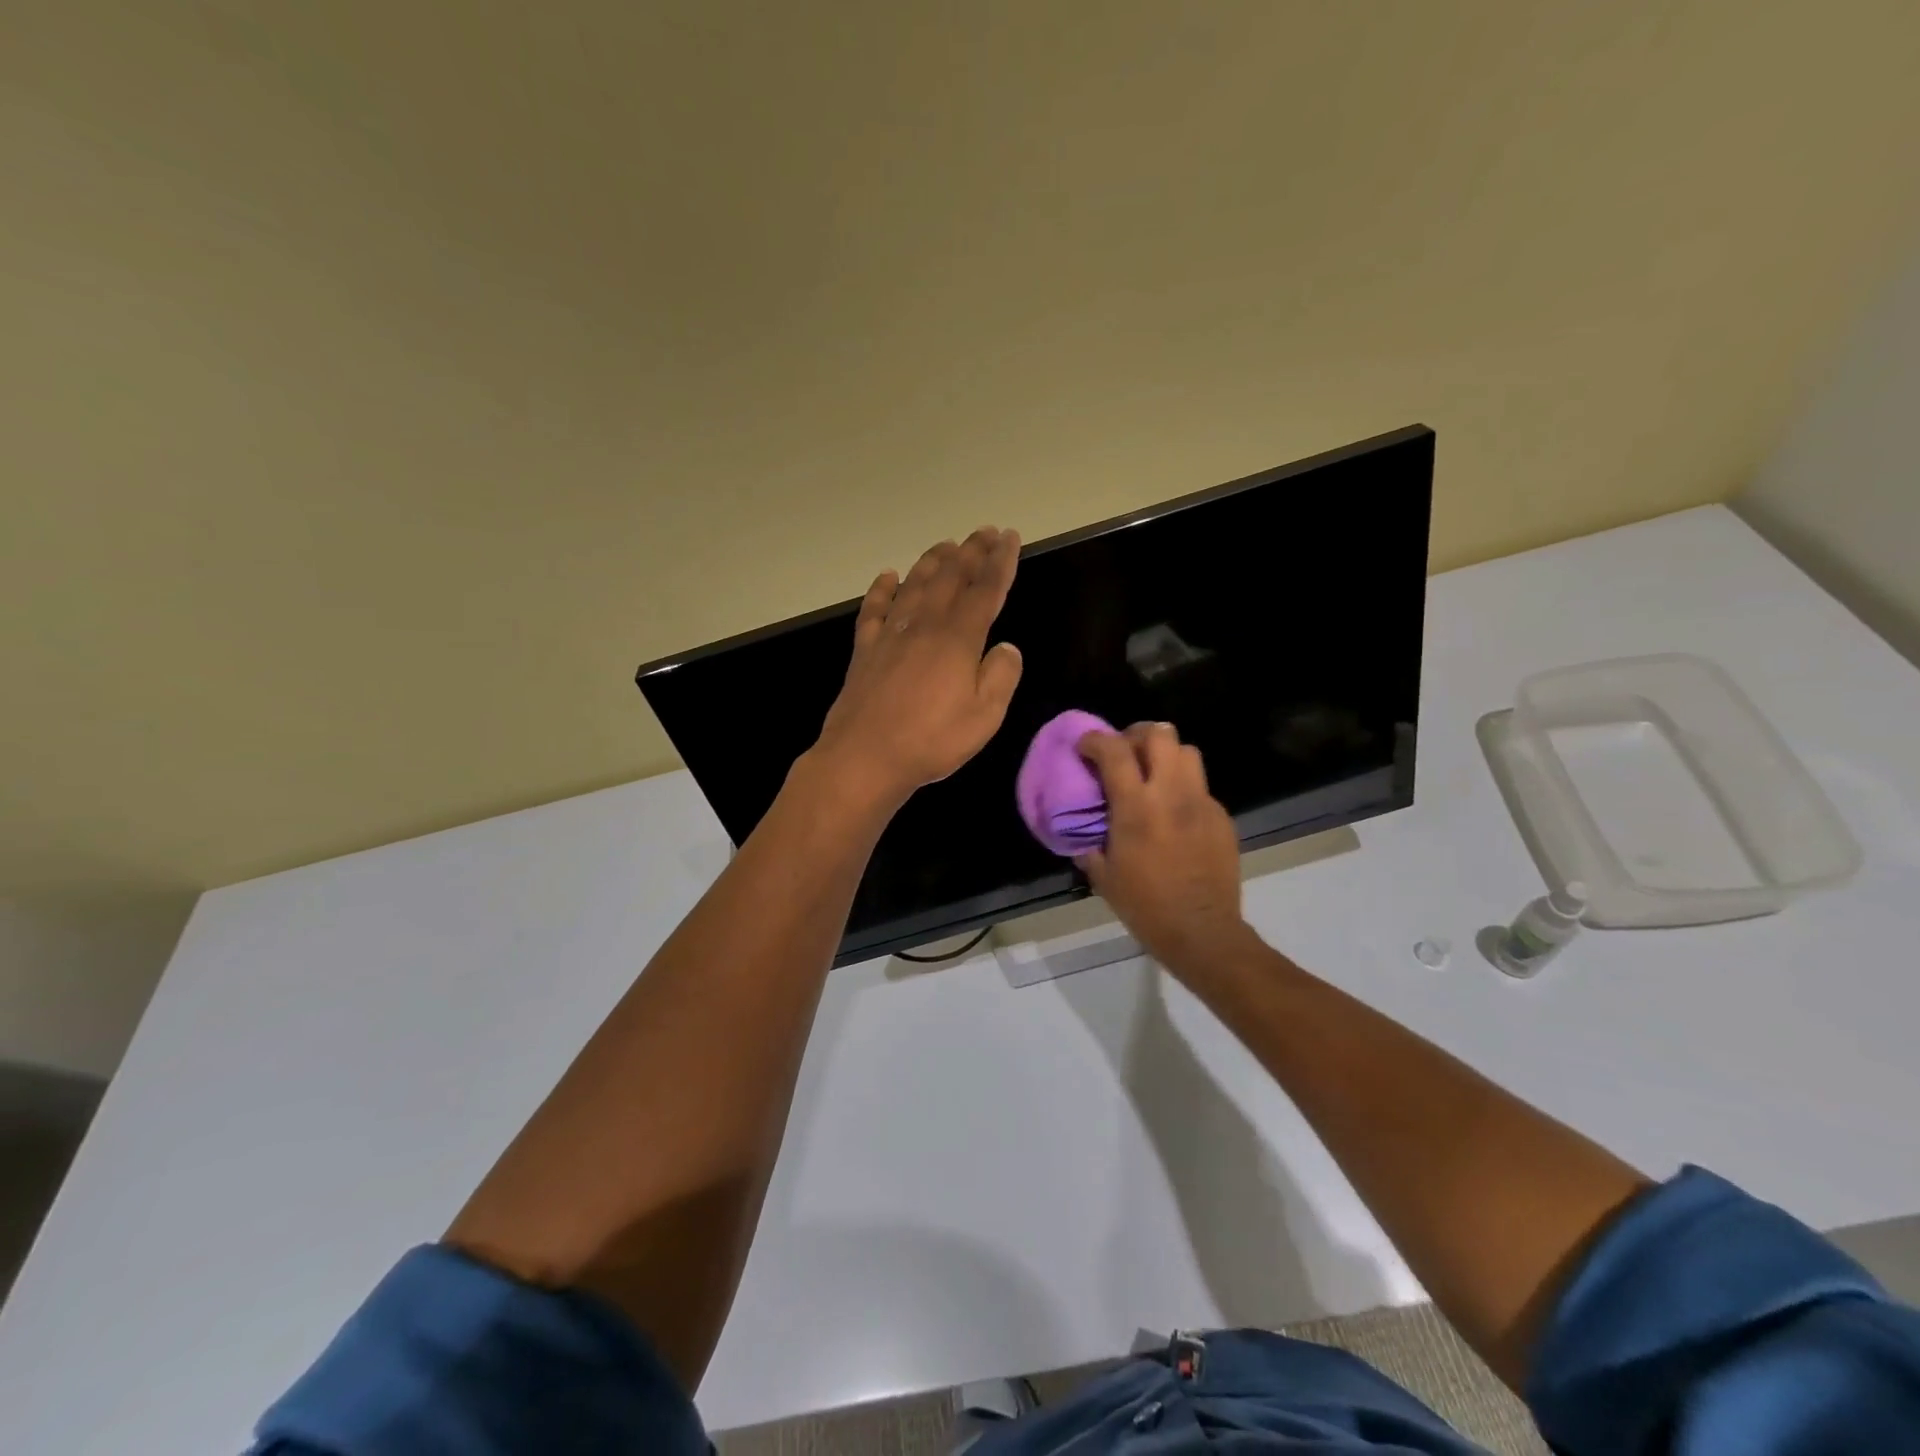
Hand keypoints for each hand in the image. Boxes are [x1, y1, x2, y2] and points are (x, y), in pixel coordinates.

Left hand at [811, 527, 1023, 806]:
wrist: (865, 757)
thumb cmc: (931, 741)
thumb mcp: (984, 717)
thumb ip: (1001, 676)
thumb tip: (1006, 647)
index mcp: (958, 640)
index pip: (985, 590)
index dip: (1000, 562)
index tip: (1009, 538)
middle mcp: (924, 626)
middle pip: (950, 578)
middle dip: (971, 552)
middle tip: (985, 532)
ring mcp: (891, 635)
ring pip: (914, 585)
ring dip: (932, 561)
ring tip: (946, 545)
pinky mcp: (865, 650)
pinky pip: (874, 609)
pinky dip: (882, 589)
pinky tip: (888, 576)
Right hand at [1077, 723, 1256, 979]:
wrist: (1202, 932)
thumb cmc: (1145, 906)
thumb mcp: (1103, 876)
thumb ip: (1090, 843)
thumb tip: (1083, 830)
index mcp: (1136, 807)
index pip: (1114, 750)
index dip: (1095, 740)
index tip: (1084, 747)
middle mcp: (1172, 794)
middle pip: (1160, 734)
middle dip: (1136, 735)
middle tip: (1124, 754)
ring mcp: (1202, 803)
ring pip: (1187, 751)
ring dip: (1165, 755)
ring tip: (1152, 775)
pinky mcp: (1222, 817)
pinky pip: (1200, 786)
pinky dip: (1183, 788)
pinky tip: (1174, 814)